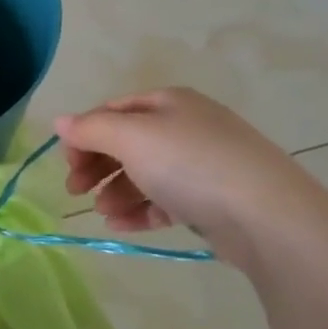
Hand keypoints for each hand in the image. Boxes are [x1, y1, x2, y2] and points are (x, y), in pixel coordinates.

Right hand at [56, 88, 327, 266]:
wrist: (266, 216)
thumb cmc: (191, 164)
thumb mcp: (132, 137)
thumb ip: (91, 129)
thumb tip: (61, 121)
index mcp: (168, 102)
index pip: (113, 111)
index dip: (84, 134)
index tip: (65, 163)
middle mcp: (186, 127)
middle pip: (127, 143)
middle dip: (97, 166)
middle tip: (74, 191)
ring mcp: (201, 164)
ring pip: (145, 174)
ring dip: (116, 192)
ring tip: (103, 213)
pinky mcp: (211, 200)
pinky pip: (165, 201)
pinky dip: (140, 211)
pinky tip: (121, 226)